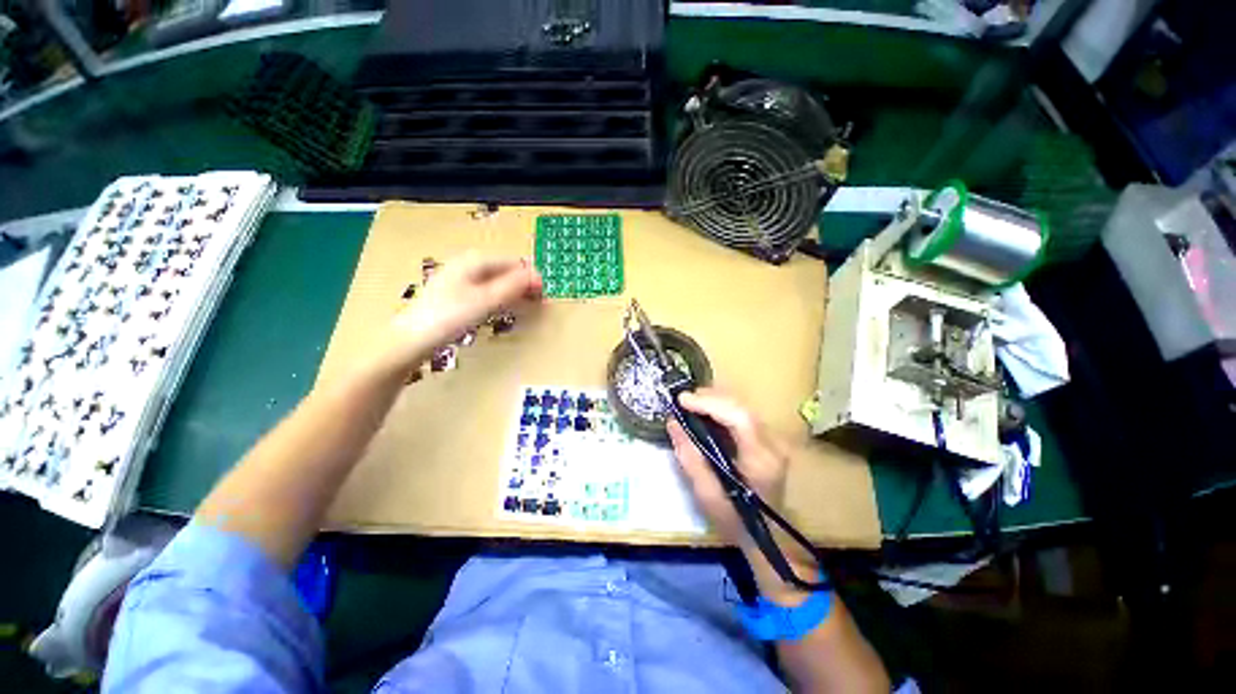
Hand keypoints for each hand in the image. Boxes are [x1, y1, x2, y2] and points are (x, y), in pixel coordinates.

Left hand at [376, 253, 543, 372]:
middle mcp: (467, 265)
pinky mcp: (455, 296)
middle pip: (503, 271)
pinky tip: (503, 310)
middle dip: (522, 285)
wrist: (412, 339)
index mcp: (474, 261)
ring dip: (513, 293)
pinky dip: (499, 299)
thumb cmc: (450, 316)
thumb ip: (513, 286)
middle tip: (538, 303)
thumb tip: (537, 276)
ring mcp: (459, 280)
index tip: (544, 294)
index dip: (530, 277)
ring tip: (526, 307)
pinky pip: (485, 292)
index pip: (512, 263)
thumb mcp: (487, 300)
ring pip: (495, 282)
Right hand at [667, 389, 788, 548]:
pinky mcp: (769, 440)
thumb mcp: (706, 494)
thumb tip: (673, 423)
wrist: (766, 537)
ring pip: (743, 406)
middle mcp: (773, 444)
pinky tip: (706, 412)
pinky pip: (743, 414)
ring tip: (691, 403)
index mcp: (761, 459)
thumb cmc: (735, 520)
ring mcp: (774, 440)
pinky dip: (722, 409)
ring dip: (715, 401)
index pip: (739, 417)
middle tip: (683, 400)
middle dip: (710, 398)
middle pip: (741, 406)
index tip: (682, 400)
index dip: (710, 403)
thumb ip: (690, 457)